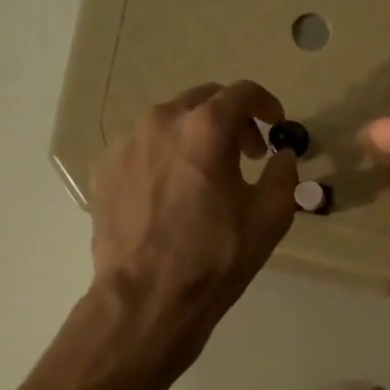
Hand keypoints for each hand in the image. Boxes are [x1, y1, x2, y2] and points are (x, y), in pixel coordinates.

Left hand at [85, 80, 298, 365]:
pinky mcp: (105, 169)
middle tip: (247, 153)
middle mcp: (161, 122)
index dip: (266, 104)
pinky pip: (143, 147)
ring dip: (196, 136)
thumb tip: (282, 155)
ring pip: (170, 122)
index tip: (276, 125)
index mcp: (206, 127)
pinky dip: (165, 156)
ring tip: (207, 175)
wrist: (148, 297)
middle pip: (204, 100)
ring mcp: (127, 144)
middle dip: (231, 118)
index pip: (243, 92)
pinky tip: (174, 193)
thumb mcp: (270, 216)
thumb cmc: (216, 255)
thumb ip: (284, 173)